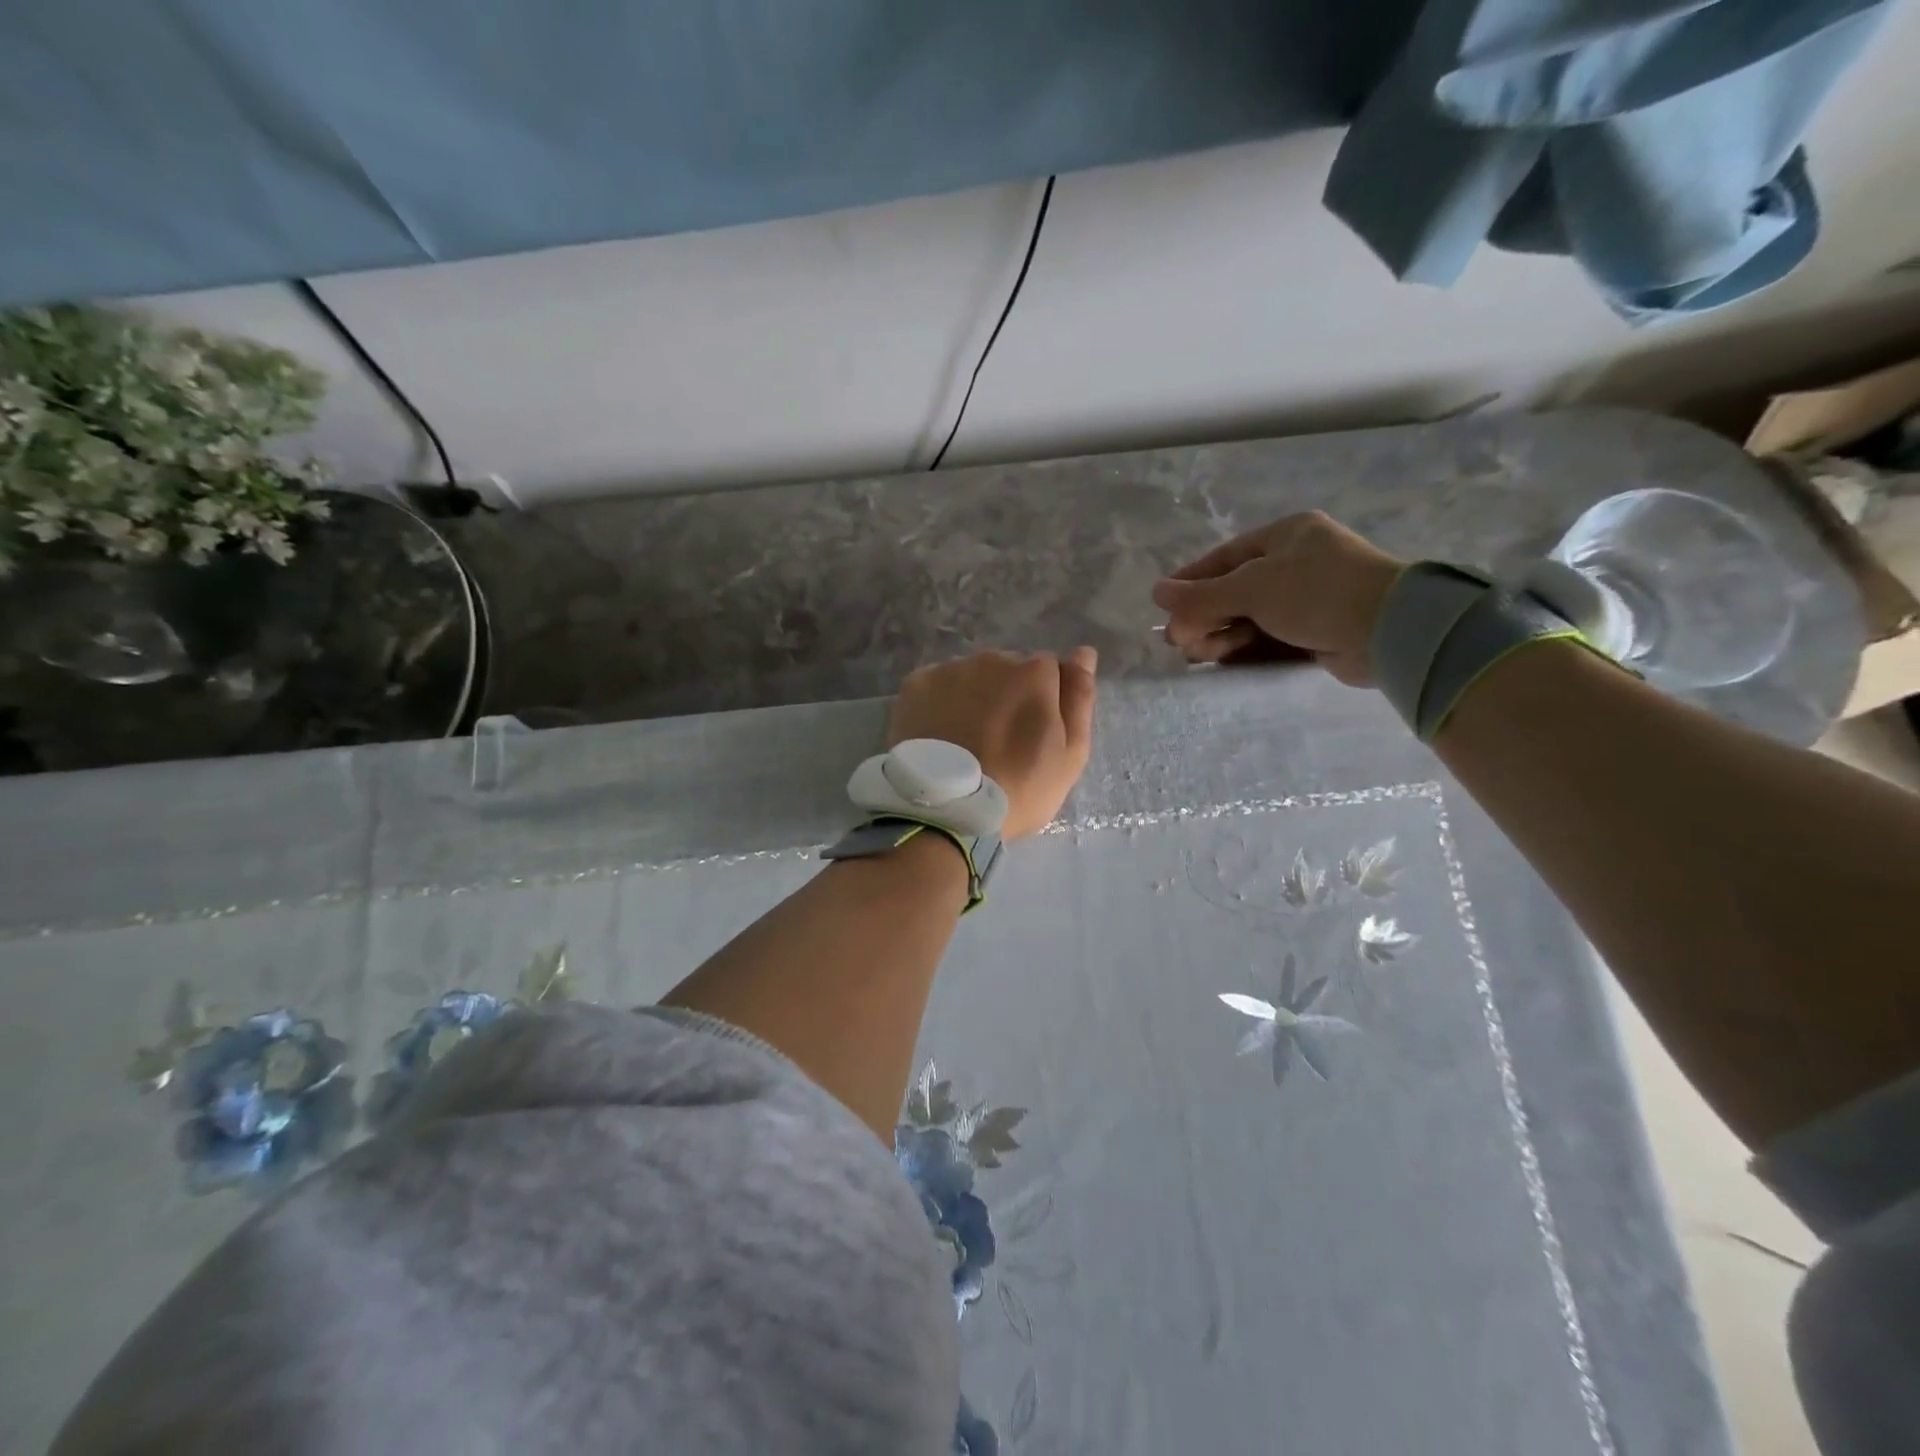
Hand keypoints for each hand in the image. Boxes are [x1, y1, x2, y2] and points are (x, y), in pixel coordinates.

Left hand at [889, 648, 1097, 838]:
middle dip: (1008, 696)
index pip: (1049, 671)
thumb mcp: (1070, 754)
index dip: (1045, 702)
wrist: (947, 812)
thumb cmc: (1020, 788)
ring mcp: (950, 669)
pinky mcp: (915, 684)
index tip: (1034, 736)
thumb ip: (1079, 698)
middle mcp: (992, 658)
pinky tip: (940, 735)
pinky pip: (938, 686)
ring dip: (974, 698)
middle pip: (1008, 670)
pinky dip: (941, 703)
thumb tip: (1083, 653)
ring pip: (972, 676)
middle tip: (999, 742)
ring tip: (966, 742)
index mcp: (1035, 672)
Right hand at [1152, 513, 1404, 687]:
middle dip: (1204, 615)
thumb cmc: (1317, 593)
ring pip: (1251, 616)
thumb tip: (1156, 592)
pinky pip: (1269, 636)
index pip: (1226, 557)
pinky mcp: (1319, 630)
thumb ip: (1202, 594)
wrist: (1390, 630)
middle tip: (1177, 640)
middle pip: (1236, 589)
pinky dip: (1244, 647)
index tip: (1164, 605)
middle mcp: (1298, 562)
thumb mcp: (1251, 588)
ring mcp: (1311, 598)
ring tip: (1194, 654)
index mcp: (1286, 536)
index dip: (1192, 581)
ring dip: (1220, 634)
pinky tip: (1220, 660)